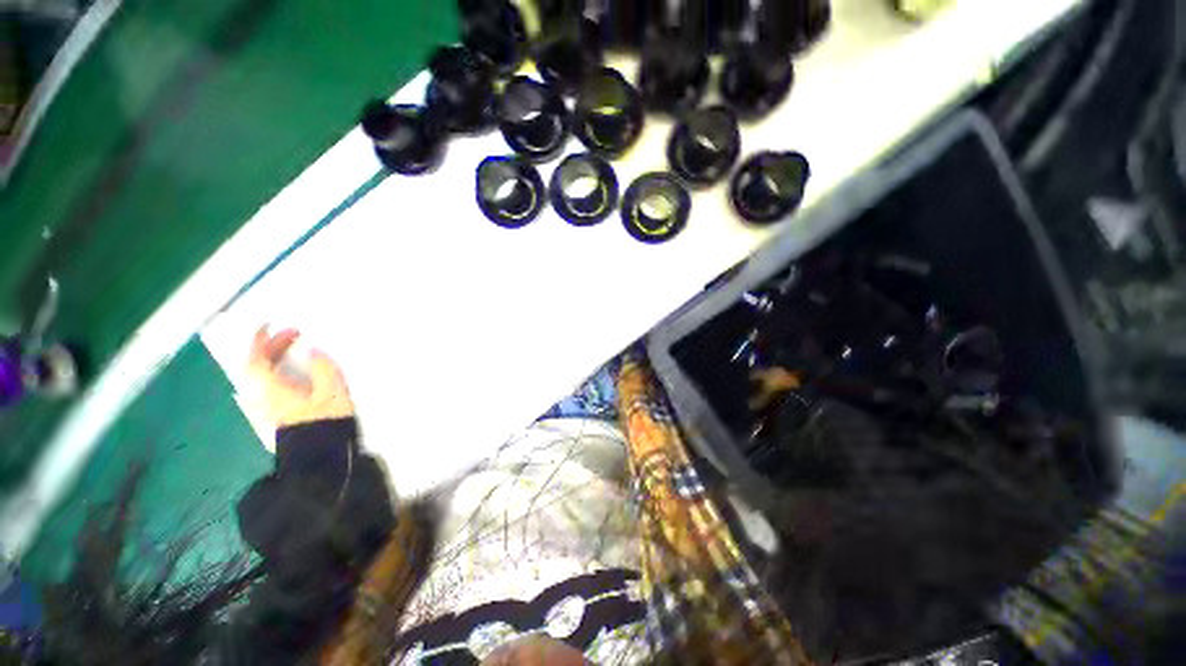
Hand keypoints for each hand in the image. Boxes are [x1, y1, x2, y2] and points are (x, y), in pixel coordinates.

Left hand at [248, 326, 353, 428]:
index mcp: (271, 390)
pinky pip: (264, 388)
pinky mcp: (270, 419)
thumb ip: (324, 369)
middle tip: (293, 335)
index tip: (270, 324)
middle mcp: (260, 398)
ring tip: (290, 352)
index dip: (260, 340)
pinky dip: (274, 374)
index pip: (255, 359)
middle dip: (271, 347)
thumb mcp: (332, 393)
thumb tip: (315, 351)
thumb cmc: (324, 424)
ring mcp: (262, 411)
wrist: (319, 461)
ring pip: (258, 378)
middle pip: (255, 367)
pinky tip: (287, 376)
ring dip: (272, 361)